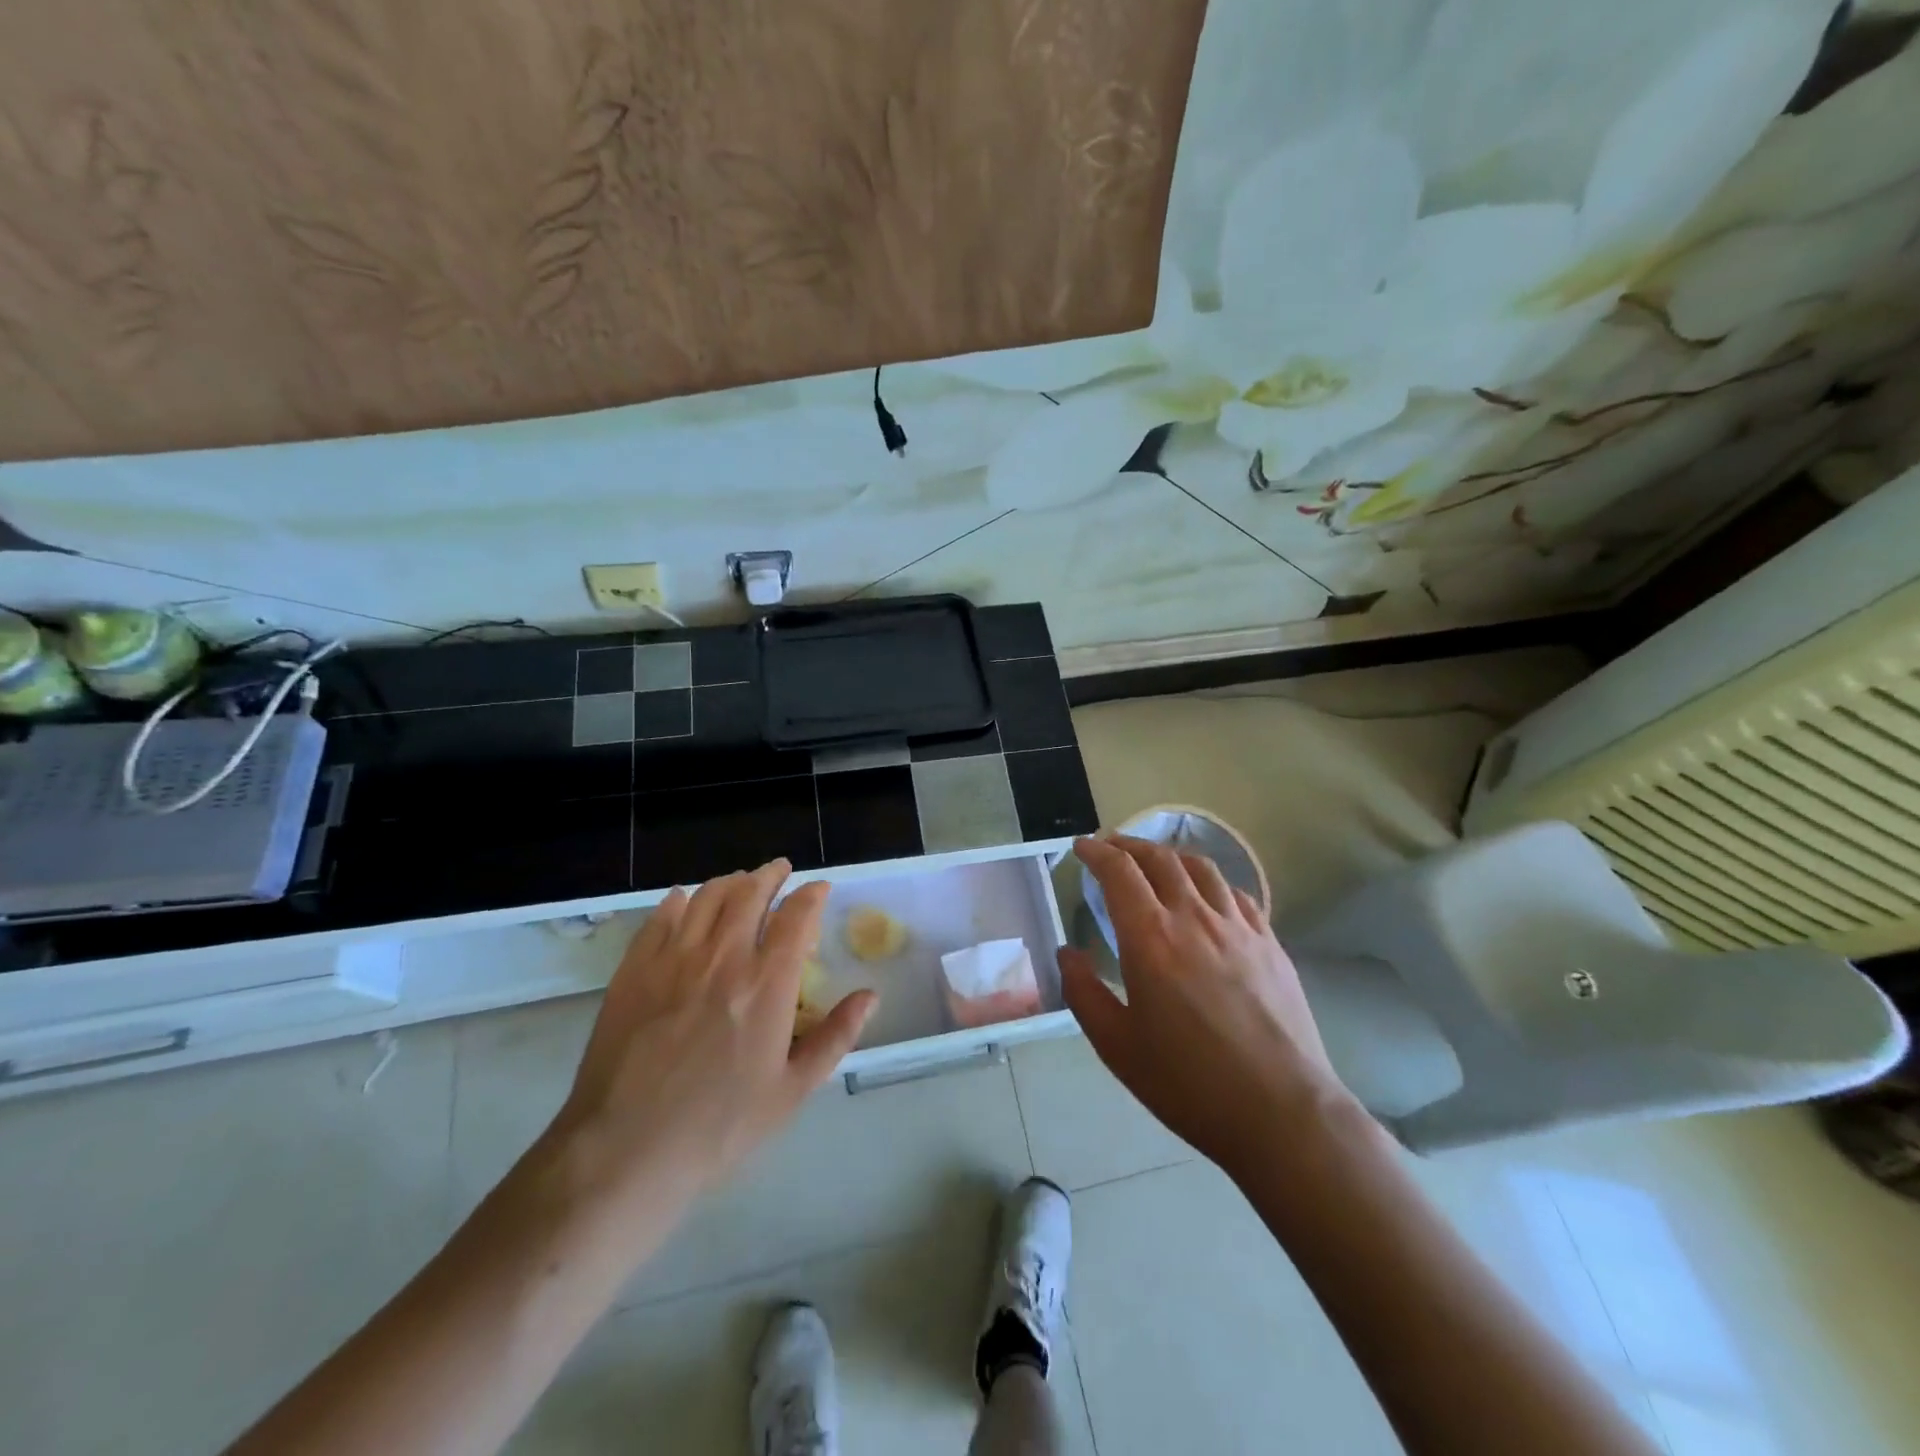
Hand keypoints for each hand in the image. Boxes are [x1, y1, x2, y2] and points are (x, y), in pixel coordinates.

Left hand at [550, 860, 876, 1215]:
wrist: (626, 1151)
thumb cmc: (719, 1126)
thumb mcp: (792, 1090)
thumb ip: (835, 1036)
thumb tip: (870, 996)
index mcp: (767, 983)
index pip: (797, 916)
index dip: (812, 894)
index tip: (819, 888)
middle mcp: (723, 957)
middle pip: (750, 893)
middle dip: (770, 875)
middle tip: (779, 871)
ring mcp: (673, 959)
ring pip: (707, 898)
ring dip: (730, 882)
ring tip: (740, 882)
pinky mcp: (634, 970)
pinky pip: (660, 919)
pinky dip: (678, 902)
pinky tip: (684, 902)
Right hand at [1060, 836, 1357, 1179]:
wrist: (1281, 1112)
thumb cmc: (1188, 1083)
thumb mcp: (1116, 1046)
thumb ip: (1083, 992)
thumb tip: (1067, 952)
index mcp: (1150, 938)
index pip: (1119, 872)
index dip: (1096, 852)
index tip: (1081, 848)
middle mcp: (1194, 918)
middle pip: (1160, 859)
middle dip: (1129, 845)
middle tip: (1111, 848)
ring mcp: (1239, 928)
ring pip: (1202, 868)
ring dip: (1170, 856)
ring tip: (1156, 862)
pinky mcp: (1271, 944)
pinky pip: (1237, 895)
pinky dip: (1211, 883)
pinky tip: (1207, 896)